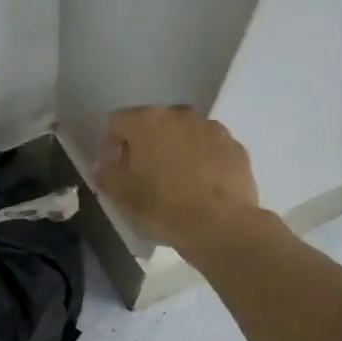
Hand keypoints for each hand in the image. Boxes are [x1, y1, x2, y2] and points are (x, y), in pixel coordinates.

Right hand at [94, 105, 260, 250]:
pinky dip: (202, 161)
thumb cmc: (162, 206)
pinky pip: (209, 148)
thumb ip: (105, 174)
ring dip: (176, 150)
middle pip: (153, 124)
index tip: (114, 169)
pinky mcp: (236, 147)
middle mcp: (180, 115)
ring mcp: (212, 128)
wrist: (220, 225)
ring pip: (184, 134)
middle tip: (143, 175)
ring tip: (176, 182)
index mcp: (147, 121)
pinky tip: (201, 187)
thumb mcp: (121, 194)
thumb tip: (106, 166)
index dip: (110, 144)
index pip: (116, 121)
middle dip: (145, 144)